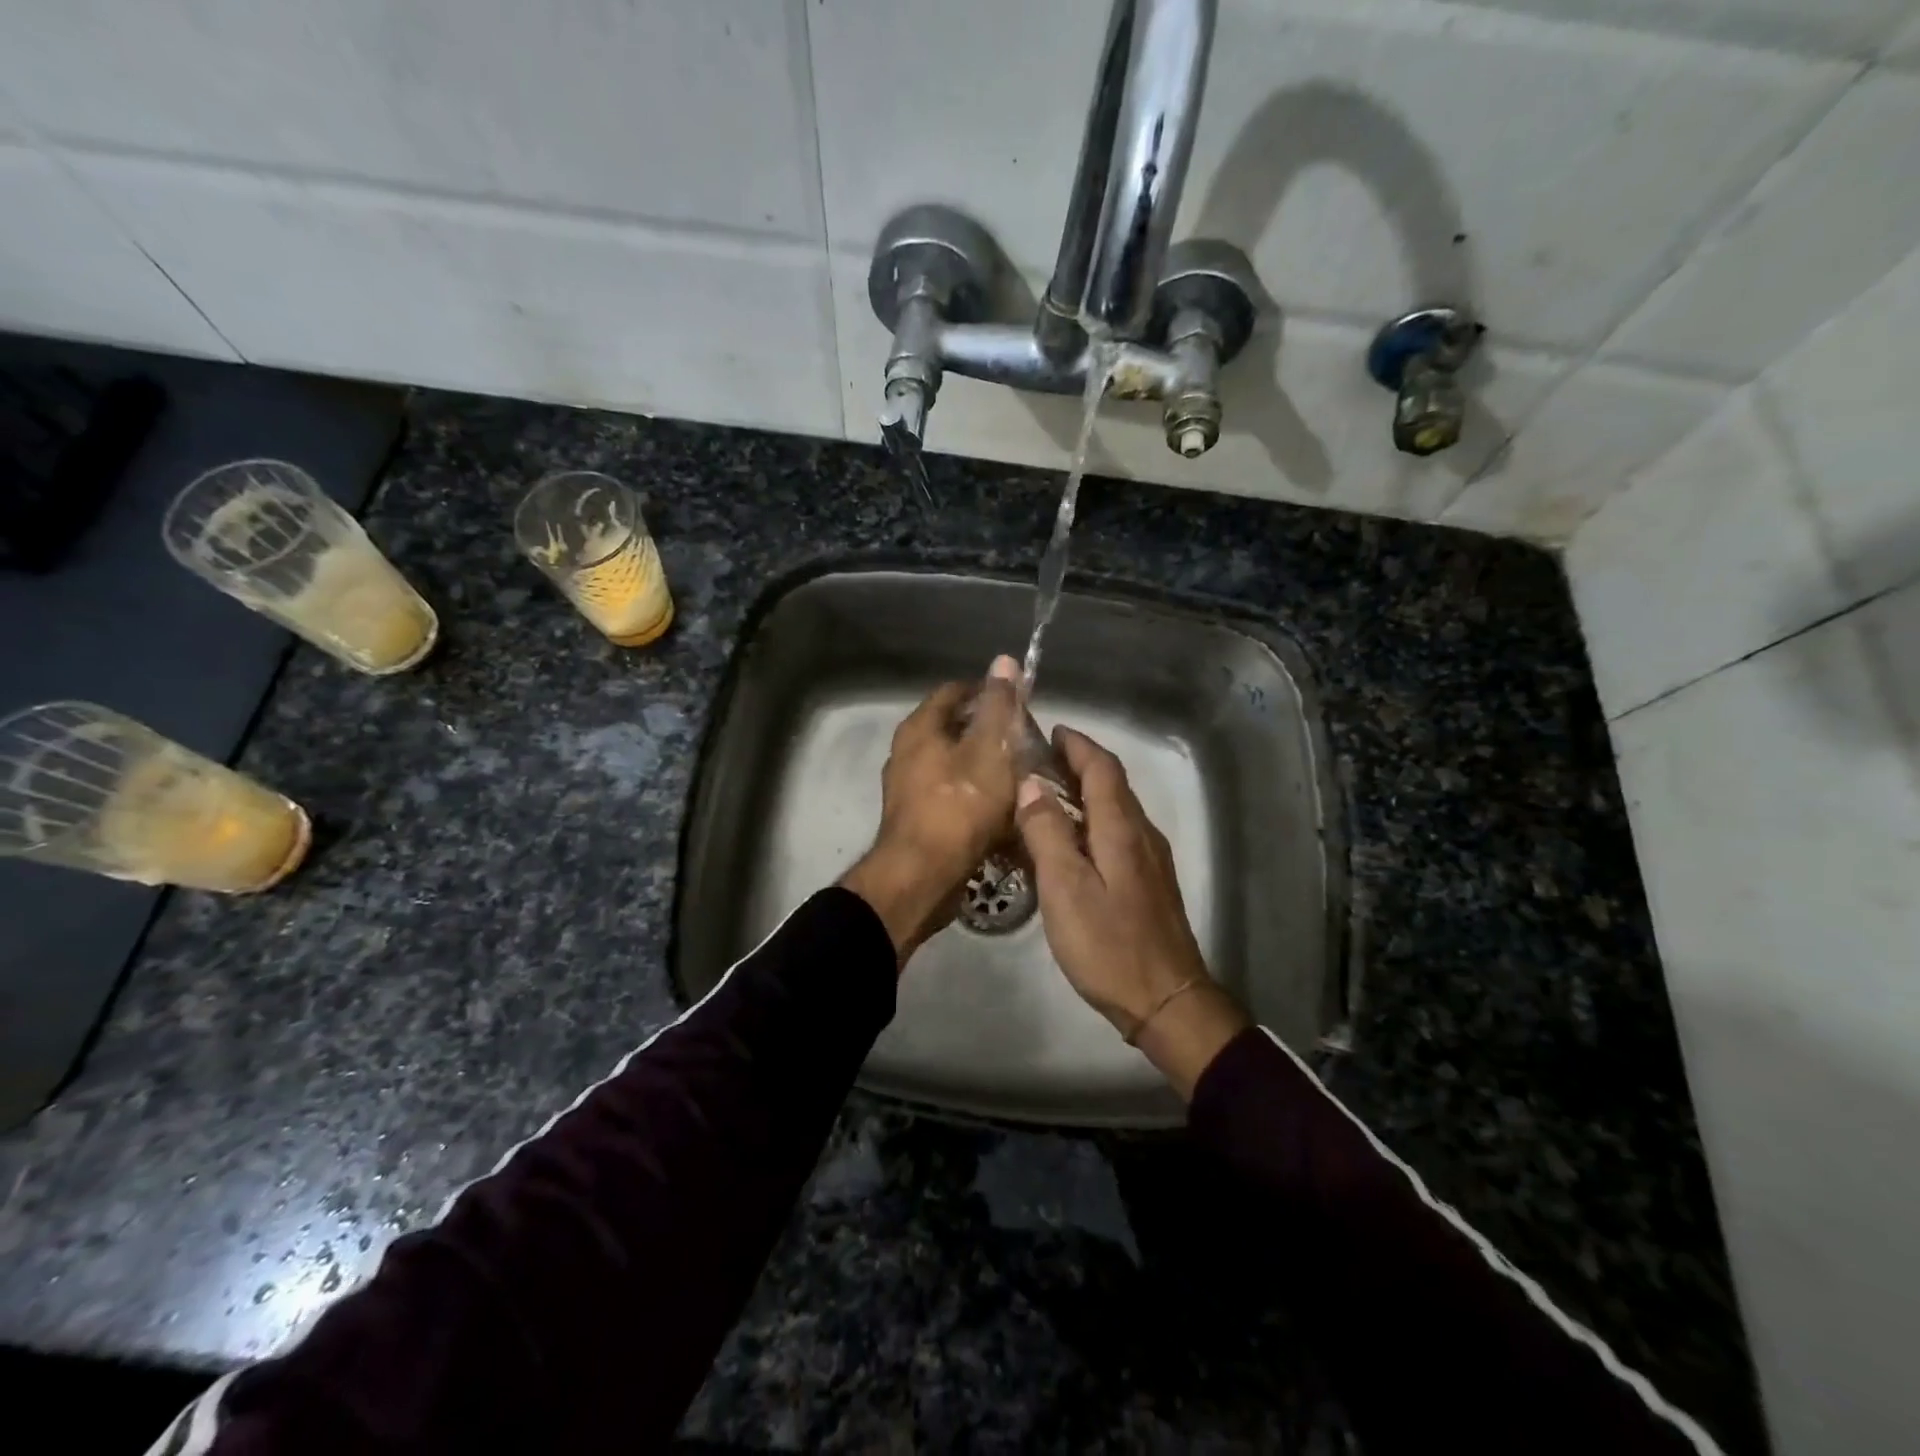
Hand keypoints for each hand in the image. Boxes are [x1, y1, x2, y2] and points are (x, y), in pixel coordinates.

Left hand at [839, 657, 1022, 962]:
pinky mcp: (917, 818)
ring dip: (985, 766)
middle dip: (991, 732)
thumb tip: (1004, 660)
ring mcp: (908, 787)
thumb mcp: (990, 749)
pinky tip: (1001, 810)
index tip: (1020, 704)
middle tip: (1026, 742)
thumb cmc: (959, 806)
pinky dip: (975, 795)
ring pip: (955, 764)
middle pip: (955, 728)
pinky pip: (951, 795)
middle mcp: (907, 752)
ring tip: (1020, 776)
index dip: (989, 691)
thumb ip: (999, 706)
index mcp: (919, 728)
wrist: (921, 877)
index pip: (955, 691)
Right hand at [1015, 727, 1249, 1097]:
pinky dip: (1092, 821)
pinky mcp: (1149, 883)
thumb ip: (1047, 832)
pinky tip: (1069, 842)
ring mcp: (1149, 860)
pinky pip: (1118, 834)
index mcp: (1121, 828)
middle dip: (1078, 764)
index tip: (1050, 731)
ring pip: (1115, 810)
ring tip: (1045, 795)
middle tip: (1037, 761)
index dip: (1077, 745)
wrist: (1166, 999)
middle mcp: (1141, 834)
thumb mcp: (1065, 887)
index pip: (1102, 767)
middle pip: (1112, 784)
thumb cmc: (1109, 943)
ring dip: (1084, 792)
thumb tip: (1030, 784)